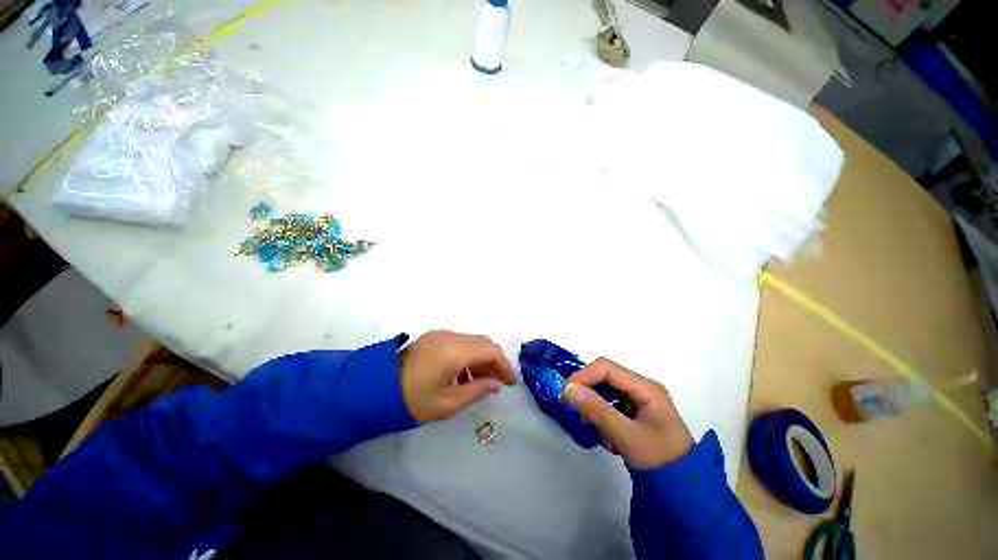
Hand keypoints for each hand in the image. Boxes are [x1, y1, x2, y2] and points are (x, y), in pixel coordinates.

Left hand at [399, 330, 515, 423]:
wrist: (376, 391)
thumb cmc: (415, 400)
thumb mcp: (449, 402)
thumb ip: (478, 390)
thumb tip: (496, 383)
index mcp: (454, 350)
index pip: (490, 350)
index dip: (505, 366)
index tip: (510, 384)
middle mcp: (447, 337)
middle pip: (481, 342)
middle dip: (493, 361)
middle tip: (497, 384)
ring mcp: (435, 336)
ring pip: (469, 342)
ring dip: (479, 359)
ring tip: (480, 384)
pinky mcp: (427, 340)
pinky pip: (455, 343)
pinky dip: (465, 356)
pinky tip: (461, 377)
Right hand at [562, 358, 693, 468]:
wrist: (679, 477)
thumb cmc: (656, 454)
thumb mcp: (625, 434)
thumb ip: (597, 410)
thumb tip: (568, 389)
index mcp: (646, 387)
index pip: (607, 368)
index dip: (583, 377)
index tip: (565, 398)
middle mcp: (644, 389)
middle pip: (607, 381)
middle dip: (591, 398)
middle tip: (582, 421)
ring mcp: (642, 403)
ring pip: (608, 397)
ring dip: (598, 414)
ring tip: (604, 437)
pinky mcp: (638, 416)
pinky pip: (614, 411)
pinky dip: (606, 423)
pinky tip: (612, 442)